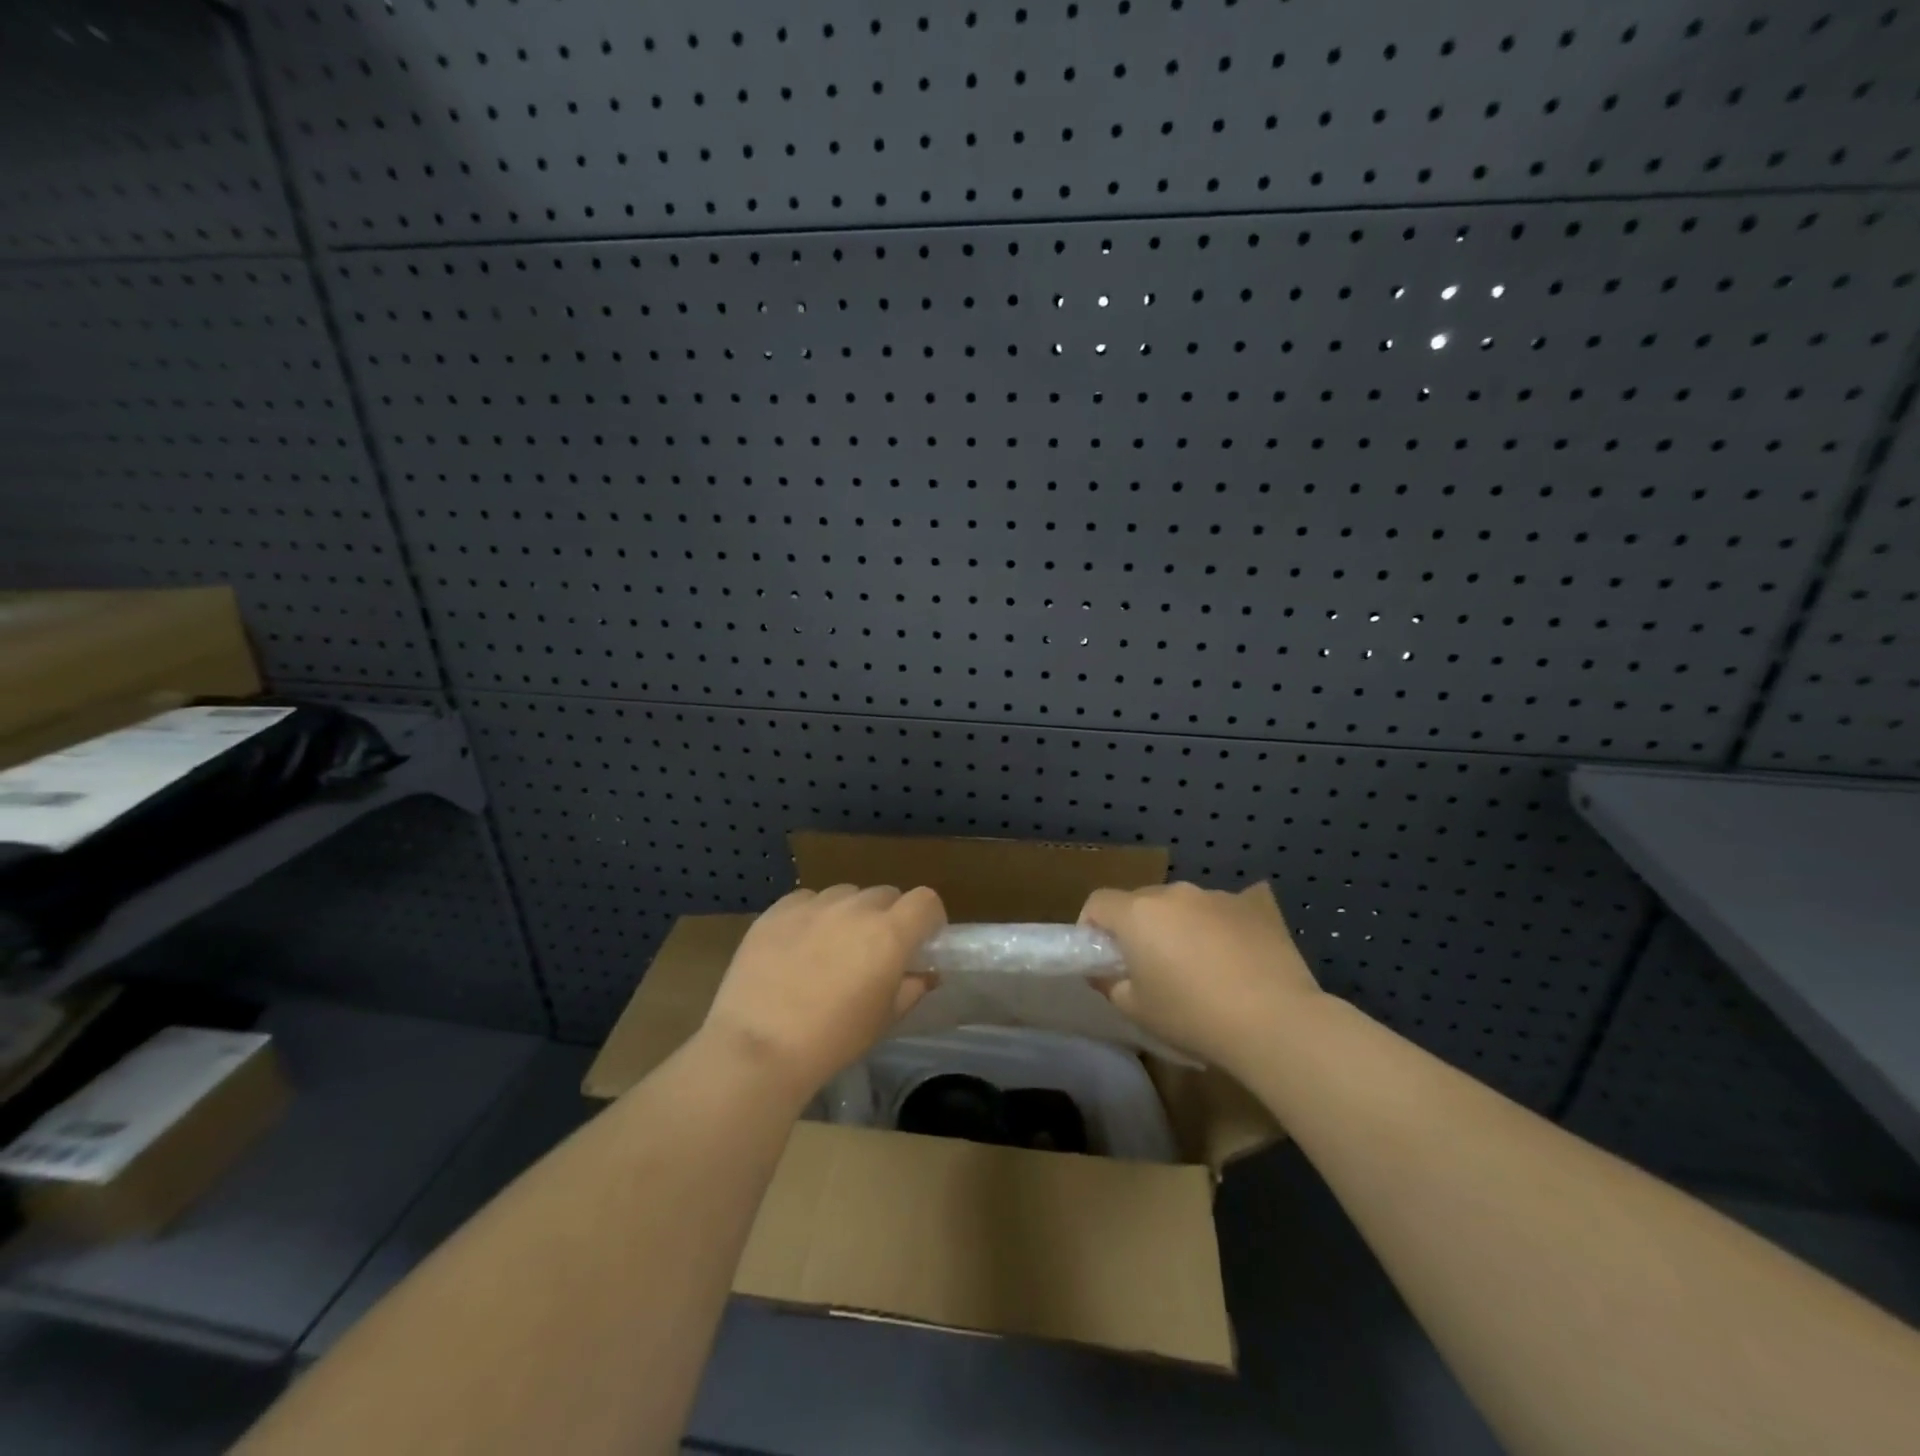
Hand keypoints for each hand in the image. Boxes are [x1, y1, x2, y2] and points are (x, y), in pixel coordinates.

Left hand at [701, 884, 945, 1101]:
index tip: (920, 941)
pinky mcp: (778, 910)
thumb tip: (924, 974)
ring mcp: (814, 905)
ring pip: (845, 895)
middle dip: (887, 917)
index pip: (925, 900)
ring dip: (849, 914)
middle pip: (885, 895)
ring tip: (831, 947)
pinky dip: (812, 915)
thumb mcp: (884, 1020)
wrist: (760, 1046)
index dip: (928, 918)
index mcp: (890, 933)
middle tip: (872, 951)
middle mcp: (856, 908)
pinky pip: (807, 900)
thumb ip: (911, 988)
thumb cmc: (833, 1040)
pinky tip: (797, 945)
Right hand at [1080, 881, 1321, 1073]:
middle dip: (1137, 927)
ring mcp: (1215, 896)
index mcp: (1137, 913)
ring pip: (1182, 906)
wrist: (1275, 1020)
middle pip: (1141, 901)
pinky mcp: (1252, 906)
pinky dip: (1215, 930)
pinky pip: (1219, 912)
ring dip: (1178, 927)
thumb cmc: (1192, 1015)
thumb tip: (1104, 971)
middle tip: (1148, 966)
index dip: (1091, 926)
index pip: (1098, 902)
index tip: (1101, 956)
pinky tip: (1234, 963)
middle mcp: (1173, 893)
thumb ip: (1110, 984)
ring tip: (1198, 967)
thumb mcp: (1136, 1009)